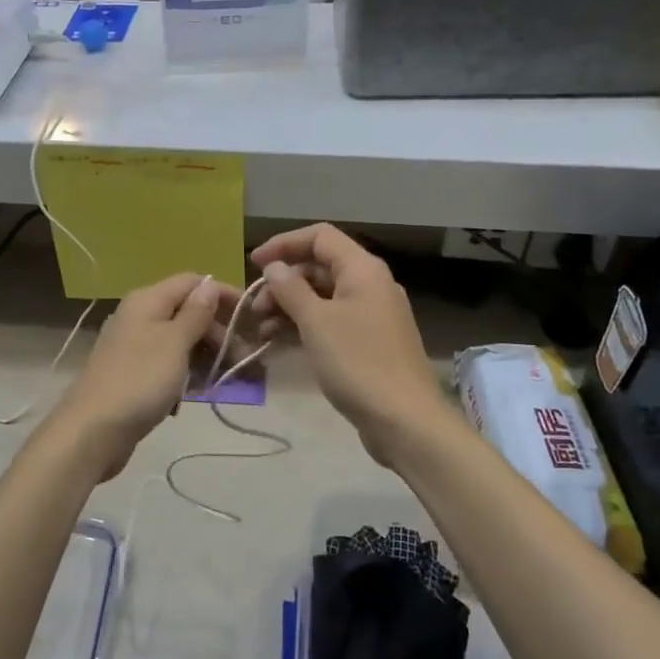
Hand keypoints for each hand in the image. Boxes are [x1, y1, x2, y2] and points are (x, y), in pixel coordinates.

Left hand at [46, 273, 233, 480]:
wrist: (92, 431)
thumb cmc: (139, 381)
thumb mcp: (174, 343)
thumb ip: (195, 313)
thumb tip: (210, 284)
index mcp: (147, 300)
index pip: (192, 282)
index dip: (222, 294)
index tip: (251, 315)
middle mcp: (139, 316)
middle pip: (187, 312)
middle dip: (218, 331)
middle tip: (242, 358)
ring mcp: (134, 346)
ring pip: (179, 341)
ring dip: (205, 356)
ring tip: (227, 378)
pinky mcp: (133, 374)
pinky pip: (167, 365)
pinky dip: (185, 374)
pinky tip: (196, 393)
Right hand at [249, 225, 453, 466]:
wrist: (405, 421)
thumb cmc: (358, 362)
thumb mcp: (316, 322)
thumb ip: (291, 289)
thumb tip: (274, 267)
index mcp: (362, 269)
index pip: (319, 237)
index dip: (284, 244)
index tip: (253, 263)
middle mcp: (370, 284)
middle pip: (319, 267)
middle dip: (283, 283)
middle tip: (256, 308)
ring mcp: (372, 315)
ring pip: (323, 297)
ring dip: (290, 306)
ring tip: (262, 330)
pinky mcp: (369, 342)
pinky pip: (331, 321)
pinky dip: (305, 326)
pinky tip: (280, 343)